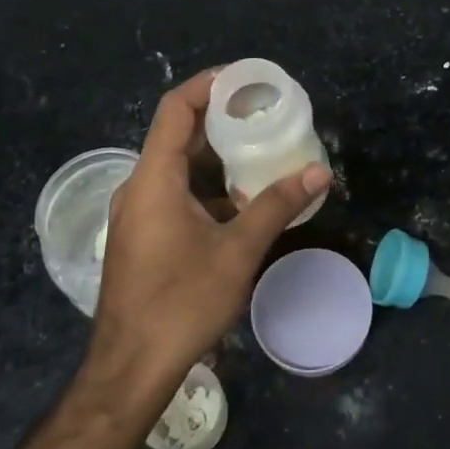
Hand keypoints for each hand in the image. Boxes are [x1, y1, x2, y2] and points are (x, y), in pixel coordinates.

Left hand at [87, 67, 330, 399]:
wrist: (130, 369)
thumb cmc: (181, 303)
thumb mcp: (237, 251)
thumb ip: (277, 206)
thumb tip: (319, 171)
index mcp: (155, 179)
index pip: (175, 109)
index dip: (208, 85)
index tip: (246, 79)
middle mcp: (139, 188)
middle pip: (177, 134)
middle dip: (220, 119)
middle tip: (264, 113)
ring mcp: (136, 214)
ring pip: (176, 167)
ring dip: (215, 156)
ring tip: (259, 150)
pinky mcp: (141, 236)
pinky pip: (173, 193)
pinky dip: (205, 185)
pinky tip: (239, 200)